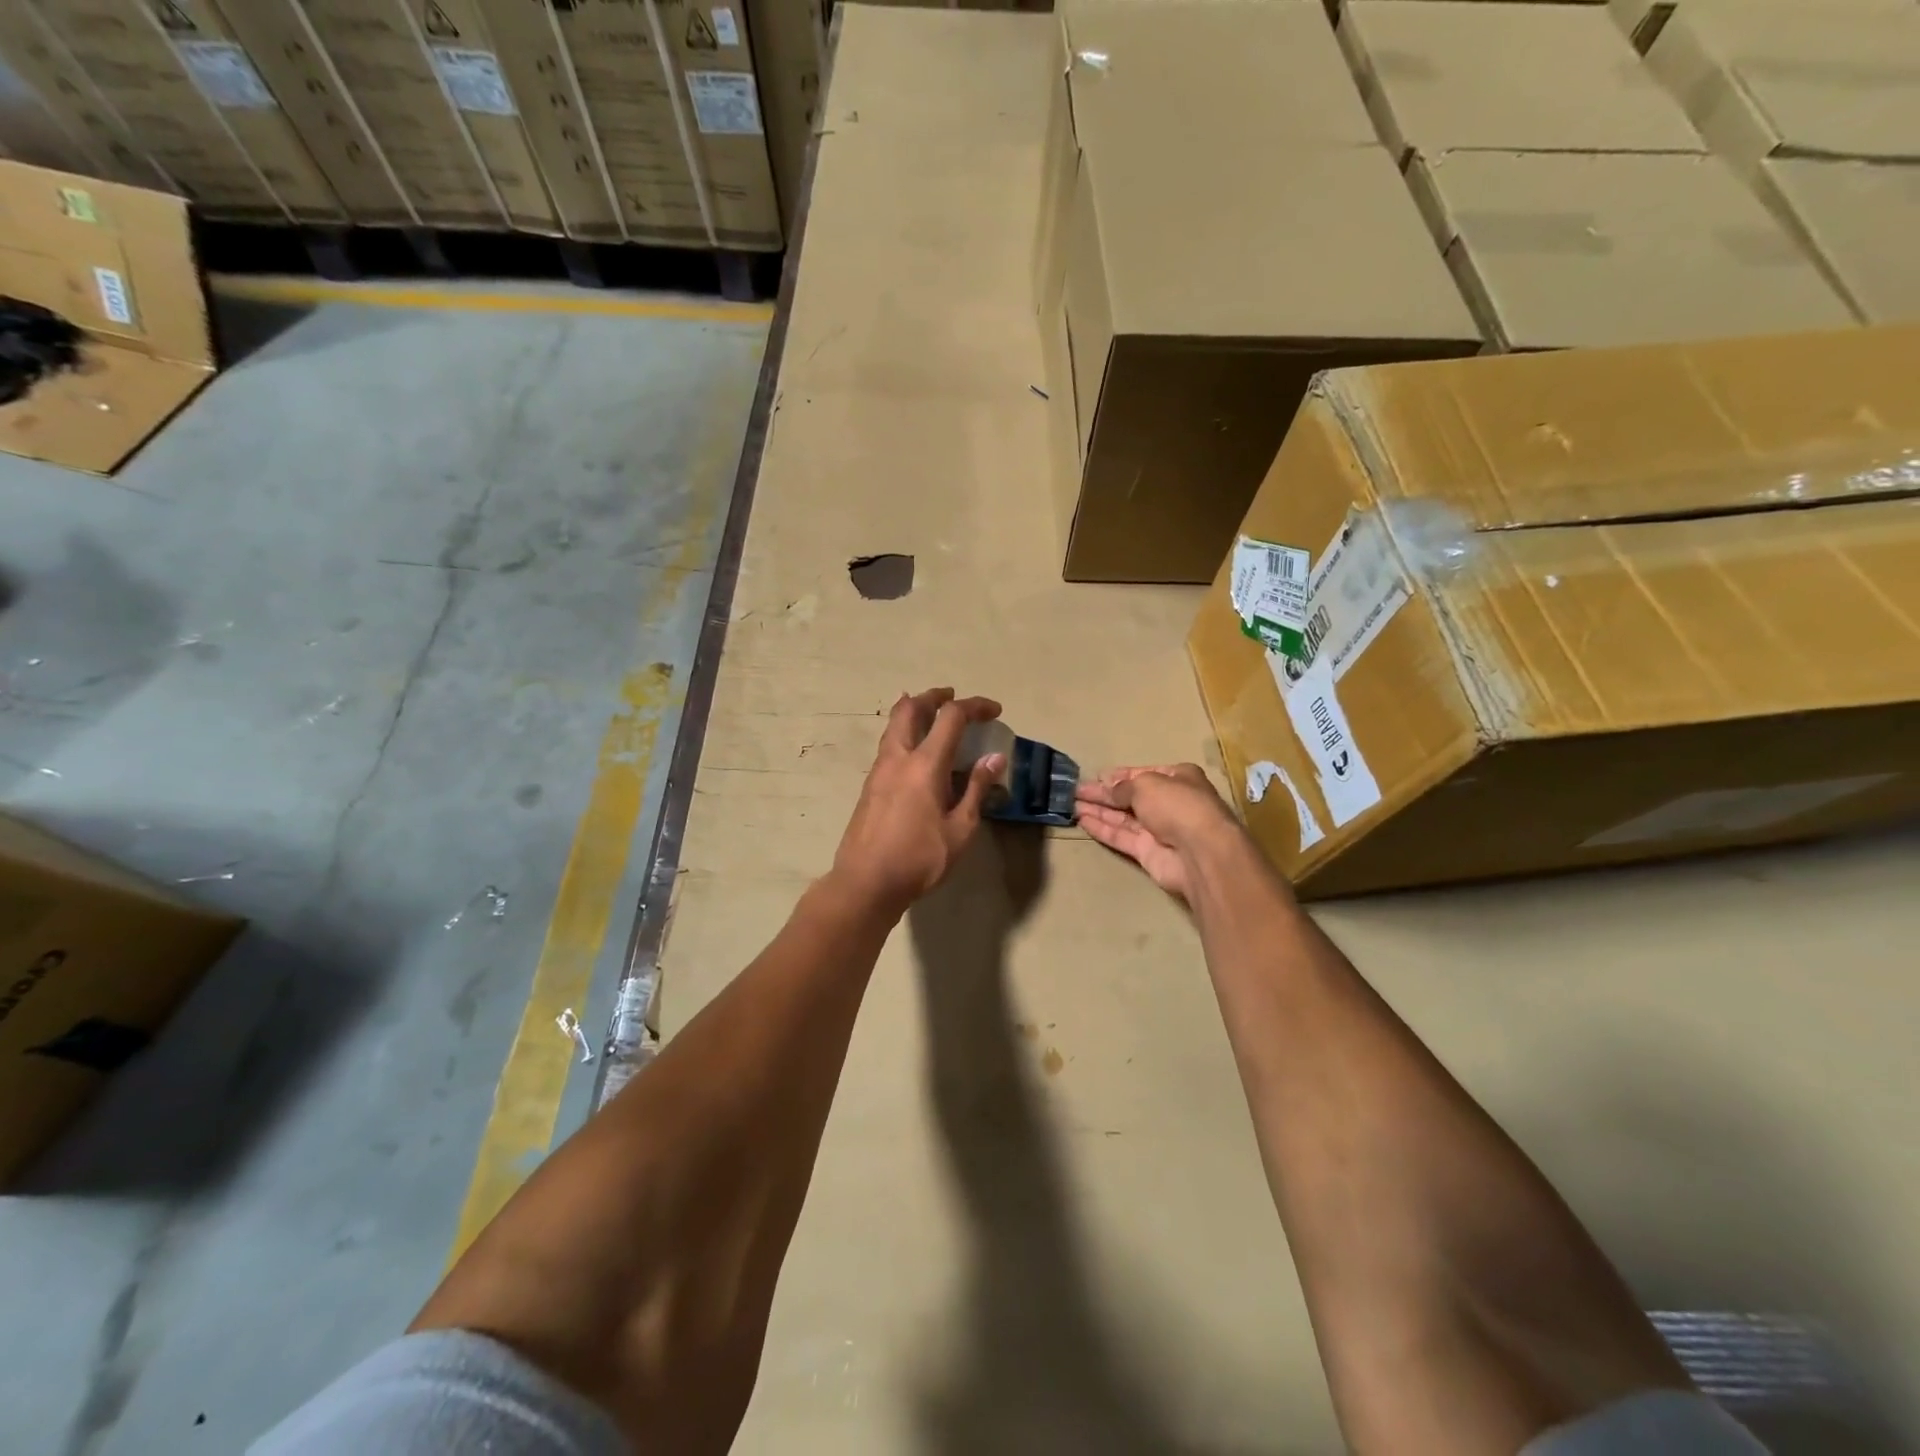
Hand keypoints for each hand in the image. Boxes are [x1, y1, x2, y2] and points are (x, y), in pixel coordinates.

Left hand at [831, 688, 1004, 915]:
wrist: (865, 882)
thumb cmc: (919, 859)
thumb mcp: (960, 830)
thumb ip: (976, 789)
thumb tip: (994, 758)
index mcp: (924, 765)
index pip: (951, 717)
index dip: (975, 706)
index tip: (994, 711)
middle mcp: (898, 758)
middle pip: (911, 708)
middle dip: (935, 696)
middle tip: (953, 698)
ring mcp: (879, 770)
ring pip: (894, 724)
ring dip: (915, 711)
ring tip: (933, 716)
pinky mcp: (870, 785)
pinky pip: (889, 744)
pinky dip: (905, 733)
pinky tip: (917, 752)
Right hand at [1075, 765, 1247, 901]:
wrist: (1199, 853)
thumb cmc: (1177, 805)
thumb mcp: (1146, 785)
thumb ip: (1122, 787)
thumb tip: (1107, 788)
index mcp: (1178, 779)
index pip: (1143, 775)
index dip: (1118, 776)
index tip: (1095, 777)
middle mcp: (1170, 803)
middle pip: (1131, 796)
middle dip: (1104, 794)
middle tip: (1076, 791)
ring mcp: (1159, 829)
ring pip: (1123, 818)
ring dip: (1099, 810)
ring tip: (1071, 804)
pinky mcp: (1148, 853)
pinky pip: (1122, 837)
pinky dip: (1102, 828)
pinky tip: (1082, 820)